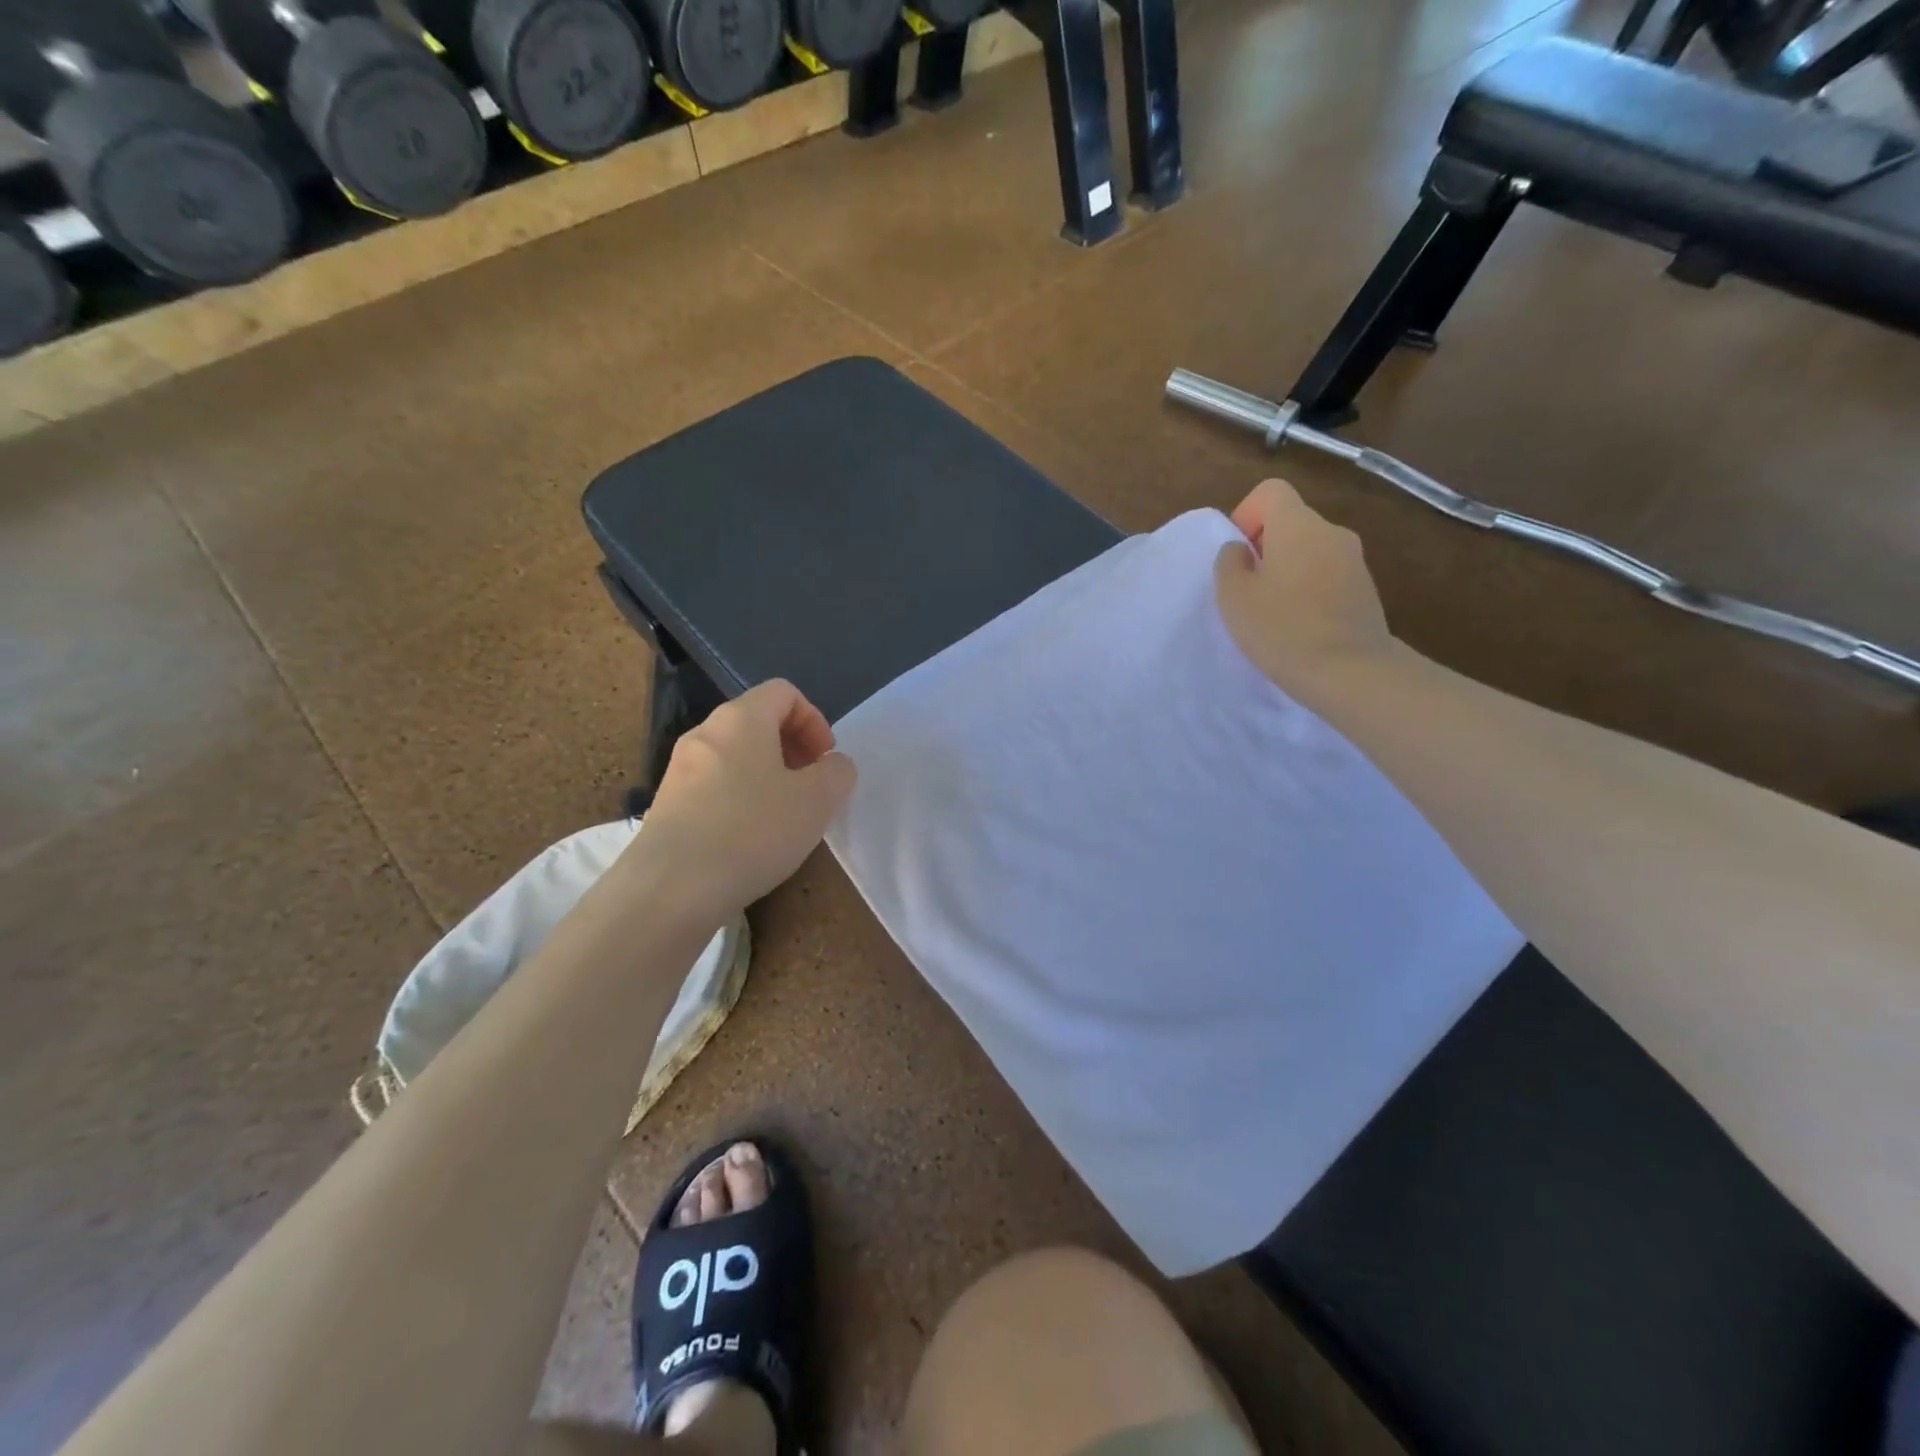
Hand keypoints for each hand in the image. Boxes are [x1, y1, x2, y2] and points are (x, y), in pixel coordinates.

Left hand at [636, 680, 856, 914]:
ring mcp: (680, 769)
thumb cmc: (752, 831)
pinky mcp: (666, 804)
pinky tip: (750, 839)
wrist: (671, 888)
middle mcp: (705, 733)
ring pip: (736, 755)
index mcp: (741, 718)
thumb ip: (837, 774)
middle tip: (811, 787)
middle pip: (758, 722)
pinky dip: (740, 798)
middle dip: (793, 748)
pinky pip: (714, 785)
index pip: (784, 692)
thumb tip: (833, 766)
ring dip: (768, 775)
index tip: (825, 760)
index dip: (814, 720)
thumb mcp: (817, 801)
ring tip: (784, 817)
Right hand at [1214, 479, 1393, 698]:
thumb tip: (1239, 550)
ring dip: (1288, 570)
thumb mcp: (1234, 597)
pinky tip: (1300, 624)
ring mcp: (1355, 560)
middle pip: (1291, 522)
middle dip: (1265, 547)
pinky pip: (1328, 574)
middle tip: (1249, 590)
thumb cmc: (1282, 629)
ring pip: (1310, 550)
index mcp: (1298, 525)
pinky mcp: (1367, 589)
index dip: (1247, 515)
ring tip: (1274, 611)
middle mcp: (1332, 532)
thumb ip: (1229, 563)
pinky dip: (1310, 589)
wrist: (1349, 671)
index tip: (1239, 556)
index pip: (1271, 491)